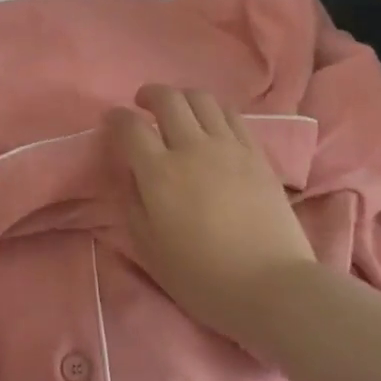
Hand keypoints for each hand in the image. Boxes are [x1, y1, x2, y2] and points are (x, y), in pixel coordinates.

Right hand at [112, 85, 313, 347]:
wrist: (270, 286)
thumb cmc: (201, 276)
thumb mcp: (148, 247)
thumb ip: (132, 203)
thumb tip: (132, 174)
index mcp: (159, 173)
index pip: (130, 127)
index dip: (115, 118)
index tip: (111, 121)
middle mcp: (192, 148)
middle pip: (168, 100)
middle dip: (149, 95)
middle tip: (141, 105)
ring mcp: (229, 147)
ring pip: (202, 100)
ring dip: (183, 98)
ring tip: (177, 111)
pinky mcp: (257, 154)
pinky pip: (232, 116)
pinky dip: (214, 111)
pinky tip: (211, 125)